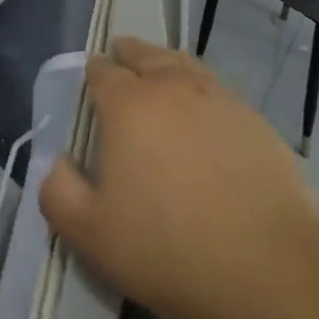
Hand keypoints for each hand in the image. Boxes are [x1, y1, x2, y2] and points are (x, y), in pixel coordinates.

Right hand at [39, 37, 318, 318]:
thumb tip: (53, 162)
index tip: (90, 76)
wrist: (265, 265)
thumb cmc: (167, 249)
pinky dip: (203, 91)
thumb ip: (58, 193)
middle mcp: (173, 87)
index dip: (93, 72)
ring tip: (161, 70)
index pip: (103, 73)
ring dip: (167, 63)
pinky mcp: (255, 119)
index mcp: (129, 105)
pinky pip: (218, 91)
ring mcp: (219, 98)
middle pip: (146, 55)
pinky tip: (205, 113)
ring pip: (185, 65)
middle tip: (121, 55)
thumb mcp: (91, 235)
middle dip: (129, 53)